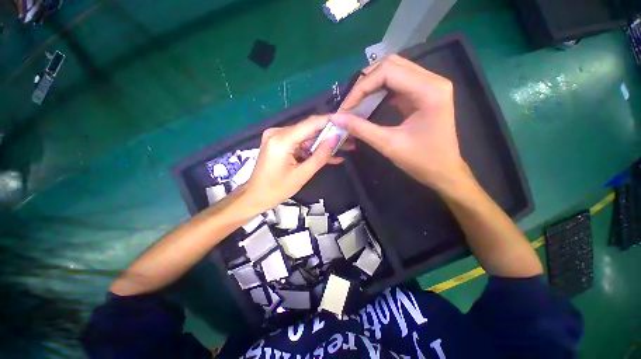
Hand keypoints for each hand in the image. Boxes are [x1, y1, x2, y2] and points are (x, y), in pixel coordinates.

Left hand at [244, 115, 346, 212]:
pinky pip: (299, 143)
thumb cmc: (277, 189)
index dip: (330, 121)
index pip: (310, 124)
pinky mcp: (279, 143)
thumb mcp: (302, 175)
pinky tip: (328, 155)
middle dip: (329, 135)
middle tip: (348, 139)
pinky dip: (312, 149)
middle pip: (309, 130)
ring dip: (323, 144)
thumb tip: (336, 138)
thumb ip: (320, 155)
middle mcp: (278, 133)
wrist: (255, 196)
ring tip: (343, 148)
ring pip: (306, 137)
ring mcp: (277, 137)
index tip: (347, 122)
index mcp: (281, 140)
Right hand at [332, 54, 470, 191]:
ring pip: (394, 70)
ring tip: (356, 102)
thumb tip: (337, 118)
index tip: (346, 107)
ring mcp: (430, 85)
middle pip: (391, 65)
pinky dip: (380, 90)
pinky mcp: (424, 93)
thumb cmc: (421, 160)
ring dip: (372, 84)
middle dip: (365, 82)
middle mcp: (432, 80)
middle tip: (350, 103)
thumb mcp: (388, 144)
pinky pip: (398, 82)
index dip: (361, 87)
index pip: (388, 72)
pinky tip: (370, 102)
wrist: (443, 171)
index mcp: (429, 91)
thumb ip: (361, 129)